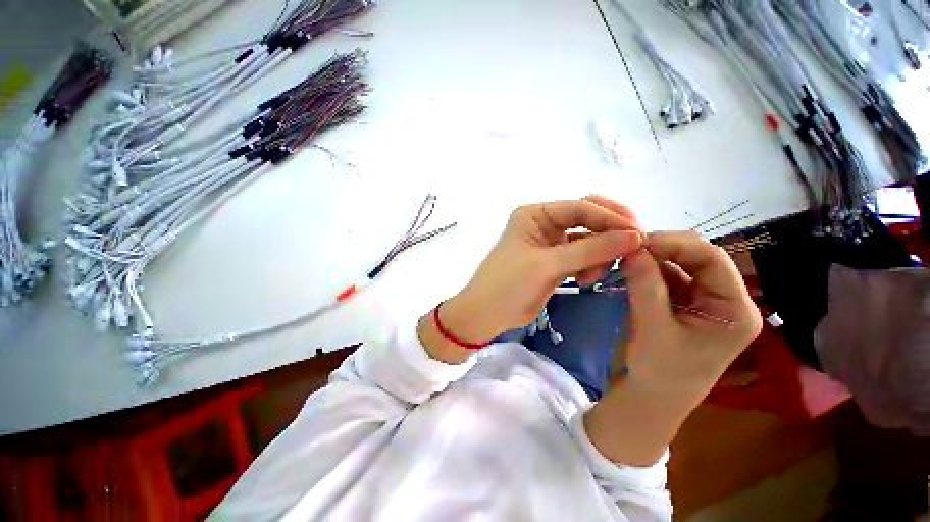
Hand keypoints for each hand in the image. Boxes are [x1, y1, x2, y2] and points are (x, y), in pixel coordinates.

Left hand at [418, 195, 642, 363]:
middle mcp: (543, 223)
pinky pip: (580, 256)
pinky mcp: (553, 261)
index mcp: (535, 214)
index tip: (638, 236)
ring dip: (599, 253)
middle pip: (586, 218)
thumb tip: (635, 236)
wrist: (486, 314)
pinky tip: (588, 279)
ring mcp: (548, 242)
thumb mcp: (549, 265)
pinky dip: (590, 265)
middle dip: (609, 232)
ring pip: (586, 239)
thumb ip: (591, 250)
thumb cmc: (509, 285)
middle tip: (633, 248)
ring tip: (597, 274)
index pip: (580, 207)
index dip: (610, 219)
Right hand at [585, 230, 761, 467]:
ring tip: (623, 255)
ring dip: (650, 259)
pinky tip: (627, 268)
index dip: (676, 244)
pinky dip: (645, 271)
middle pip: (696, 259)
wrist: (647, 400)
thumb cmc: (658, 373)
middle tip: (627, 246)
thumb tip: (631, 247)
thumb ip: (644, 285)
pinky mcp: (679, 304)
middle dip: (662, 249)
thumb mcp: (652, 328)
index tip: (638, 240)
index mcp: (734, 309)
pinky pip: (663, 278)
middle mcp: (723, 300)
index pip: (713, 260)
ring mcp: (700, 301)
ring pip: (677, 266)